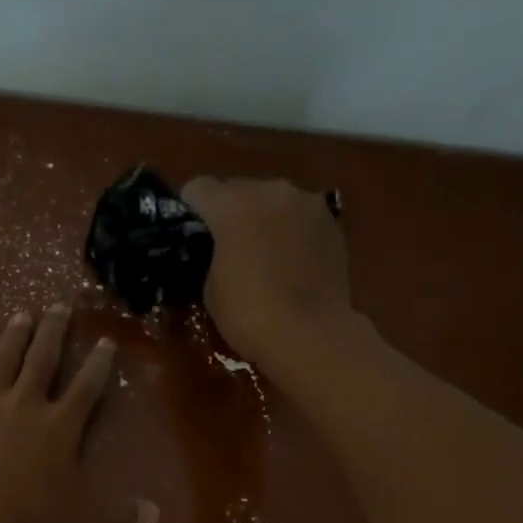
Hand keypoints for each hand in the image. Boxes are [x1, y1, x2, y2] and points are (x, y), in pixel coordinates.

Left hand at [0, 306, 158, 522]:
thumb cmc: (28, 517)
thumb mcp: (82, 521)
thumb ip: (119, 515)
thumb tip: (155, 514)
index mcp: (60, 425)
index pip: (87, 386)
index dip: (99, 363)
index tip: (107, 340)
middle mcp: (25, 404)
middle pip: (43, 359)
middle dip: (53, 331)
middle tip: (59, 305)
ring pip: (1, 361)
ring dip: (12, 337)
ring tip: (20, 315)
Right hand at [181, 176, 355, 367]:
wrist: (311, 334)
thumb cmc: (249, 314)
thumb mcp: (210, 287)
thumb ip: (212, 255)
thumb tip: (221, 251)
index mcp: (232, 204)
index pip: (198, 188)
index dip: (190, 208)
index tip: (190, 232)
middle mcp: (271, 191)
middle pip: (239, 189)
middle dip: (230, 211)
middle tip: (227, 244)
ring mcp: (307, 204)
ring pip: (274, 201)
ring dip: (264, 218)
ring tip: (263, 252)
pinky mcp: (332, 223)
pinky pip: (300, 217)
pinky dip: (291, 231)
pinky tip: (290, 260)